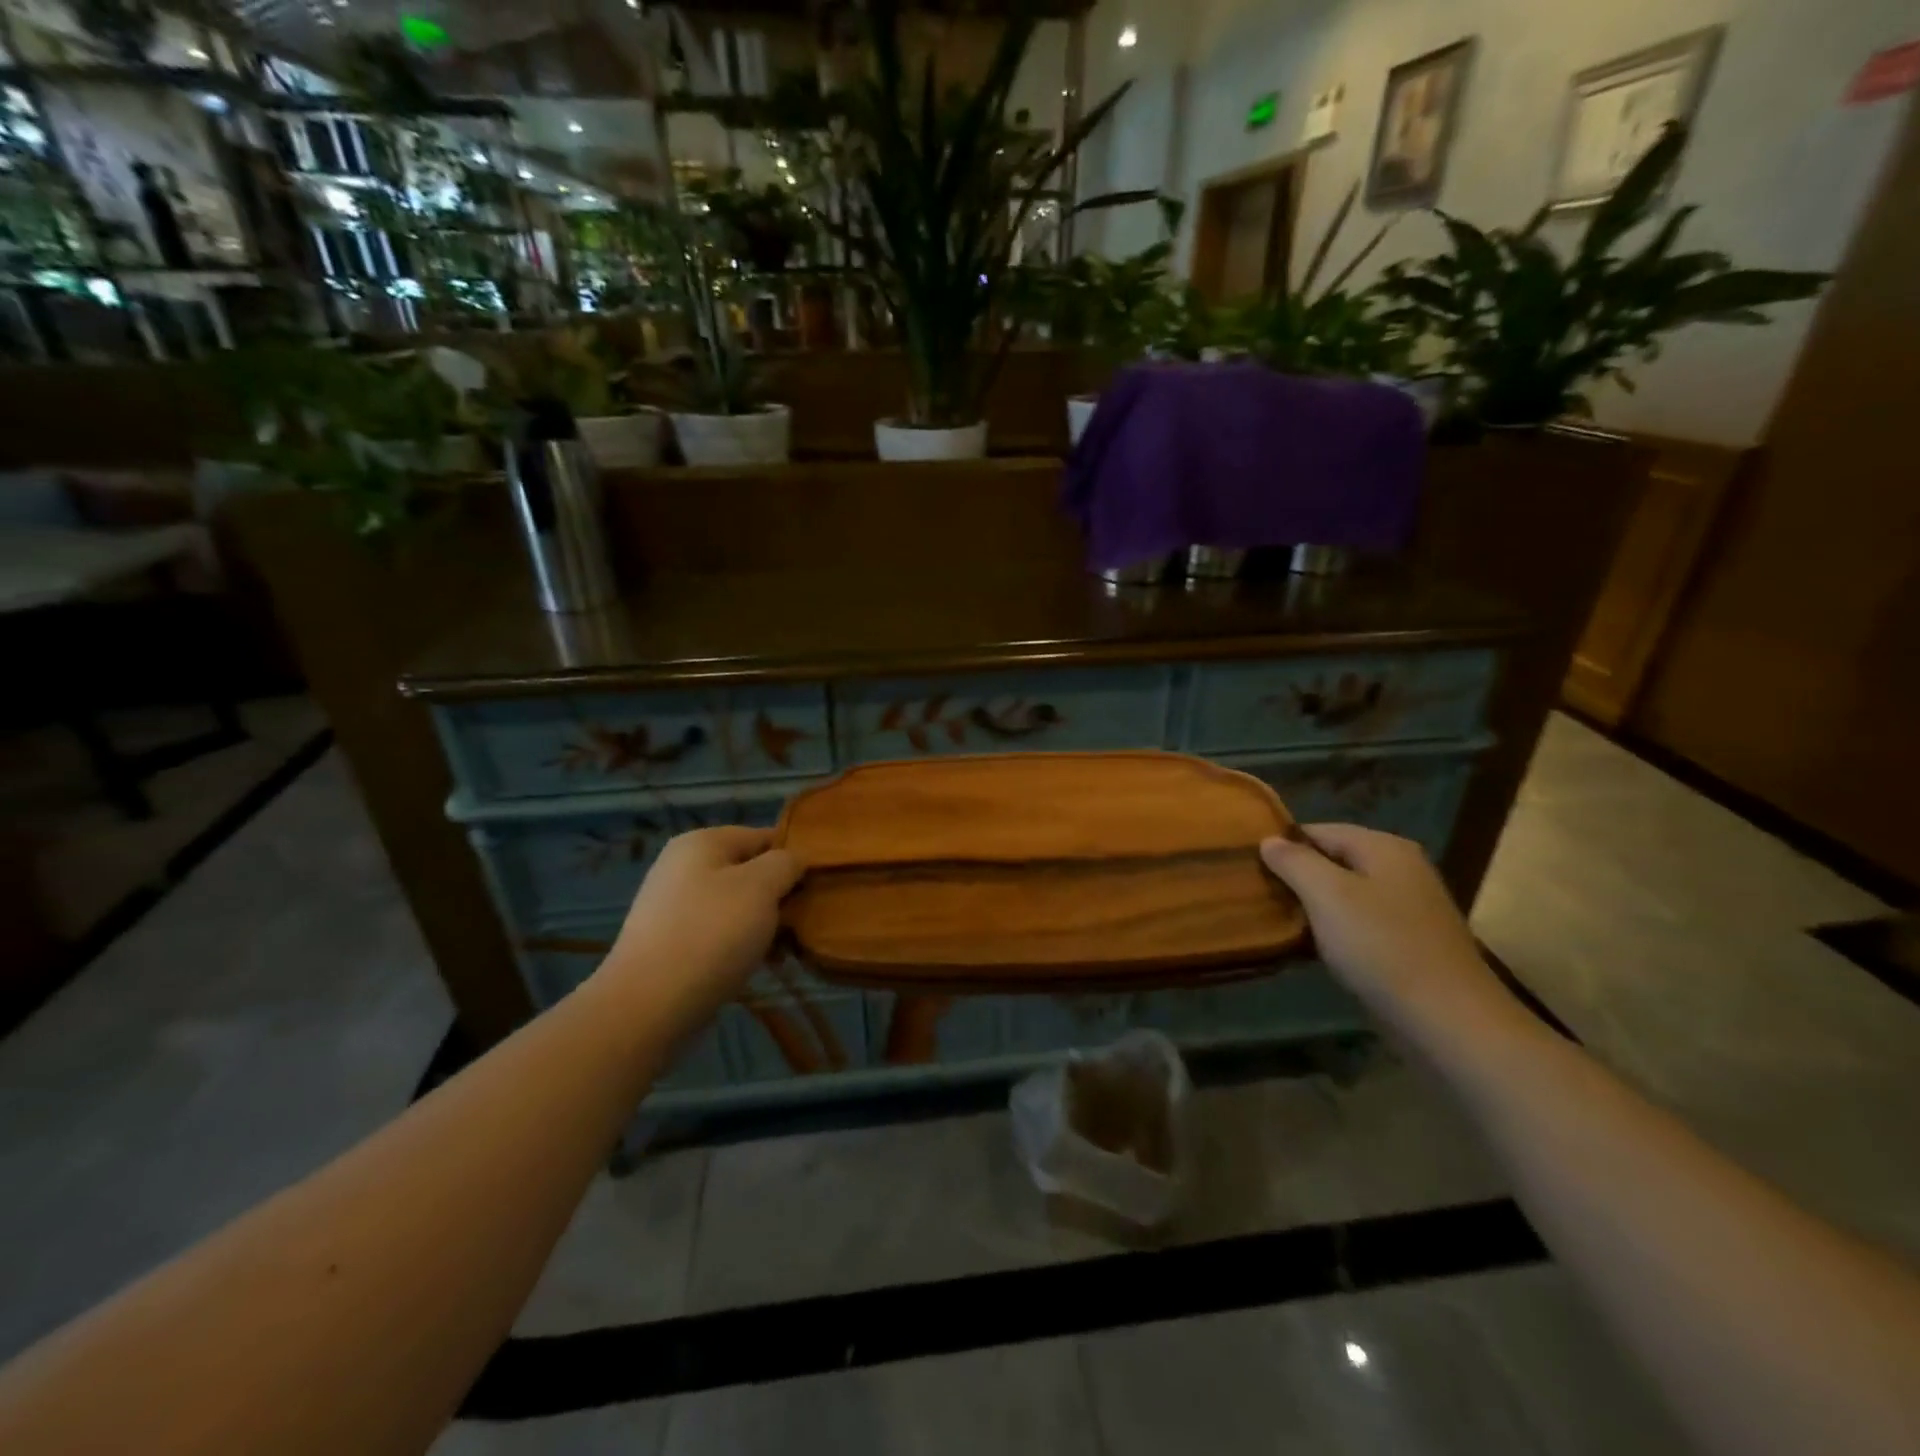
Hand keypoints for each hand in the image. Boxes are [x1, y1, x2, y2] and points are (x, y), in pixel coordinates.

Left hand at [599, 827, 801, 1024]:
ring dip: (765, 925)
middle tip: (806, 922)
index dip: (794, 857)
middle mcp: (683, 867)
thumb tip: (794, 860)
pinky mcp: (672, 944)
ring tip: (786, 950)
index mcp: (702, 842)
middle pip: (750, 872)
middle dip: (781, 896)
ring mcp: (674, 907)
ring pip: (737, 906)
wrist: (648, 1006)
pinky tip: (761, 966)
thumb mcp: (761, 887)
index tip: (818, 886)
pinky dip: (742, 946)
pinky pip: (719, 934)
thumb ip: (785, 863)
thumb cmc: (711, 934)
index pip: (764, 836)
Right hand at [1259, 824, 1514, 1049]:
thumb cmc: (1381, 946)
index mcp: (1384, 847)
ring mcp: (1410, 907)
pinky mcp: (1410, 942)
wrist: (1447, 1020)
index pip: (1319, 830)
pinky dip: (1335, 930)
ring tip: (1278, 921)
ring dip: (1314, 906)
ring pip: (1346, 894)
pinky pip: (1361, 923)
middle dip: (1297, 876)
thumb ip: (1294, 861)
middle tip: (1259, 895)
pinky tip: (1313, 948)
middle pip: (1334, 860)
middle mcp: (1401, 869)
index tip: (1250, 867)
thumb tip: (1269, 840)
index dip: (1283, 845)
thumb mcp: (1327, 895)